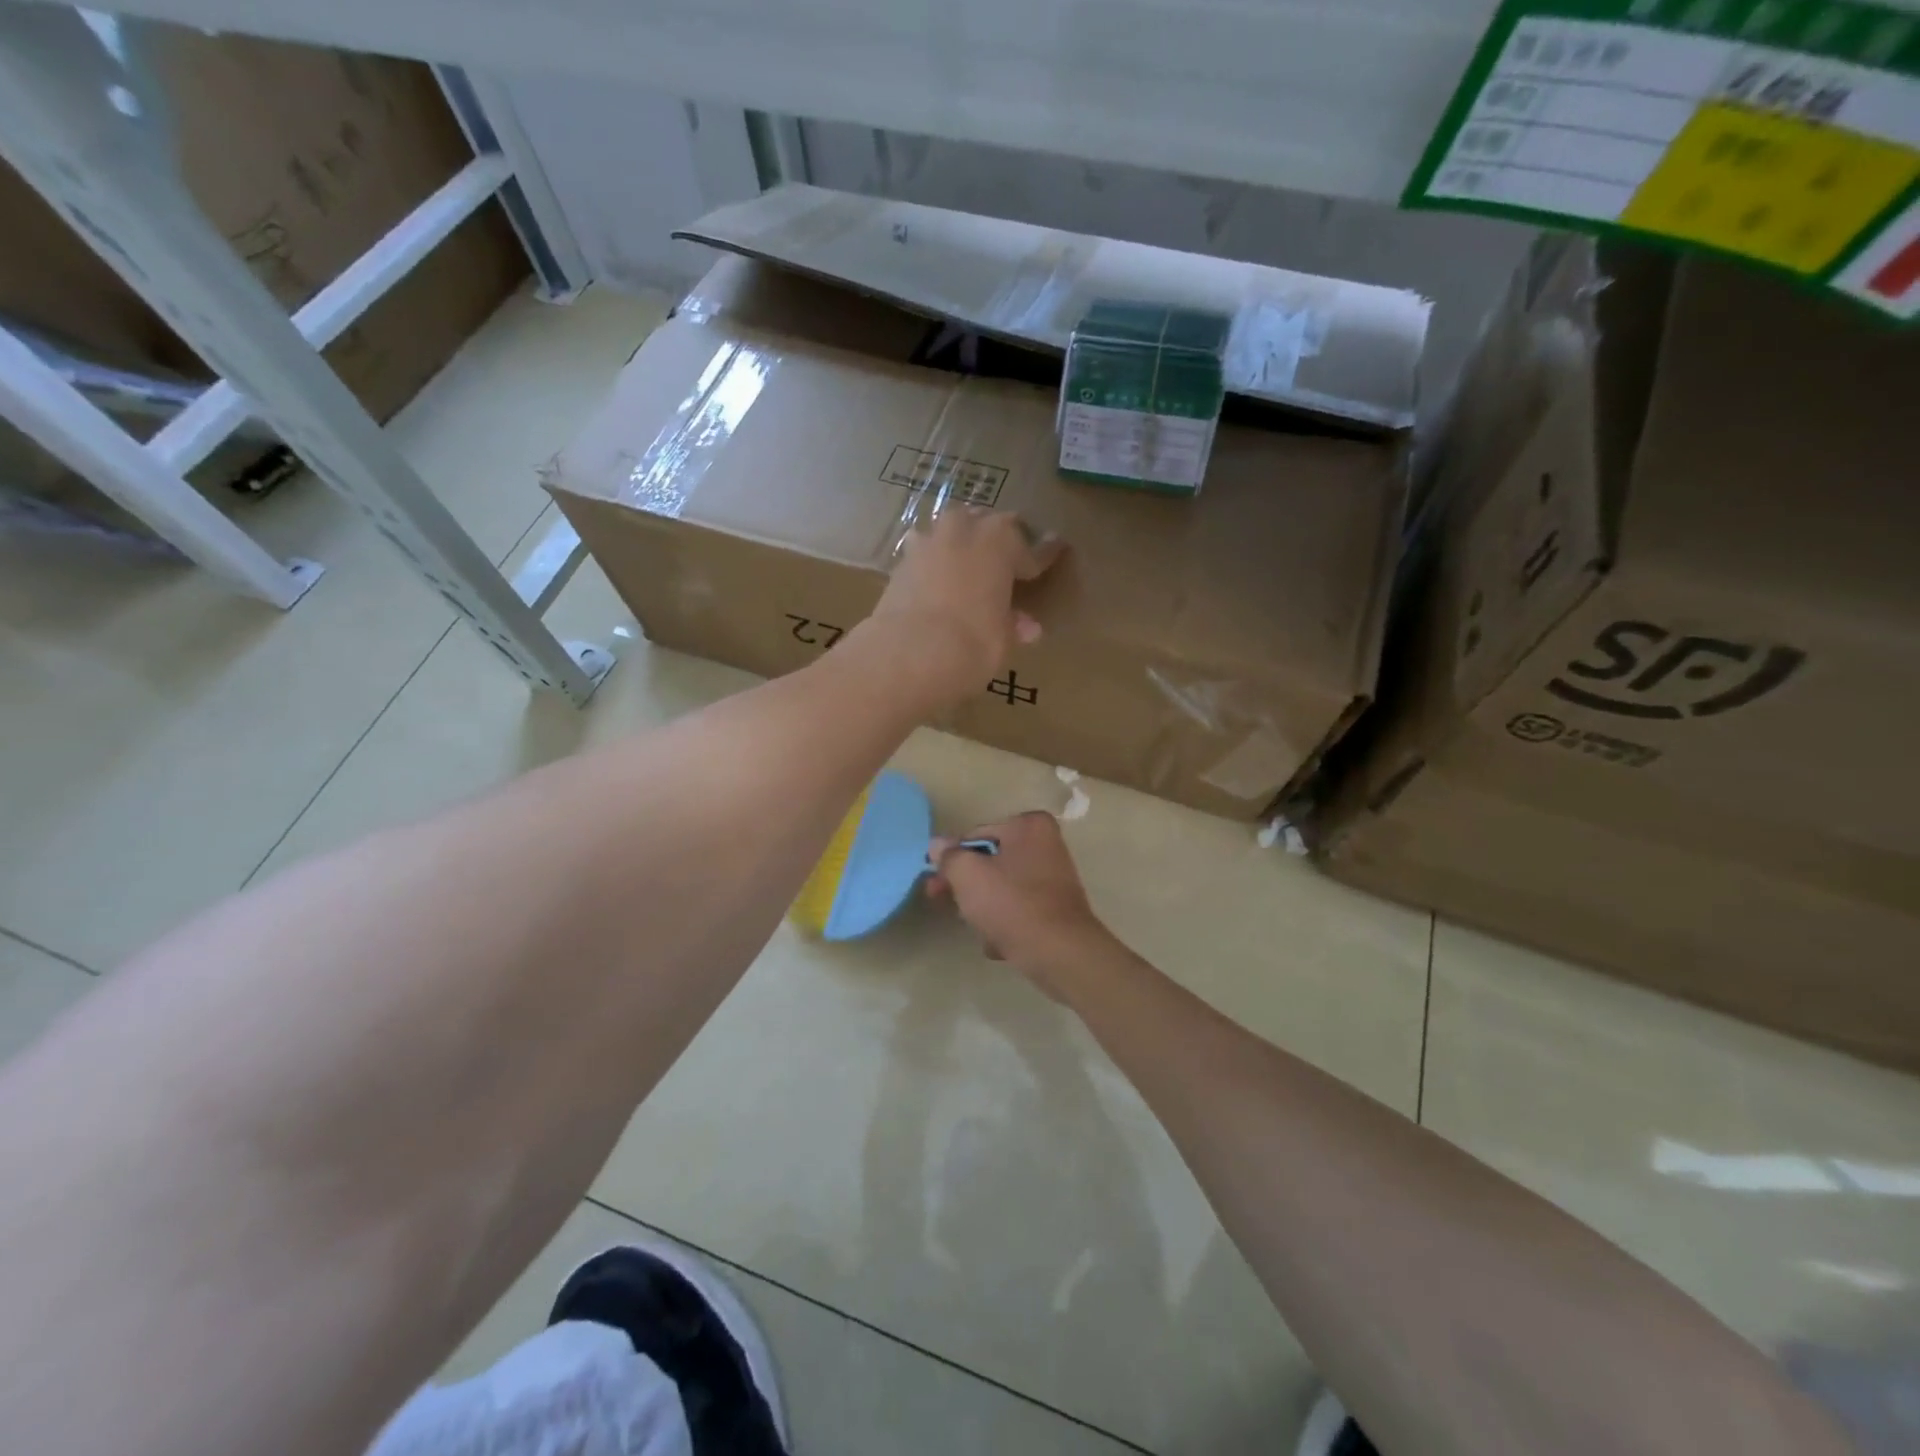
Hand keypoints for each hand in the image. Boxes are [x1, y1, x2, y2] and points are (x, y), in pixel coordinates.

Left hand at [863, 507, 1062, 711]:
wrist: (907, 654)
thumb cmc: (971, 643)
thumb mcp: (1002, 639)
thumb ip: (1013, 626)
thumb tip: (1026, 627)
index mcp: (1002, 541)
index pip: (1033, 549)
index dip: (1045, 555)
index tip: (1057, 550)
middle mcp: (965, 529)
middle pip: (988, 525)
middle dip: (999, 540)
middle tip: (1007, 560)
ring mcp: (928, 541)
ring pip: (953, 531)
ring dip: (962, 543)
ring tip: (968, 563)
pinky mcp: (899, 561)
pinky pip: (925, 553)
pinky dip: (934, 564)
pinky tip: (936, 579)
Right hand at [927, 811, 1114, 988]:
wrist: (1060, 954)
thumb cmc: (1012, 904)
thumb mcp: (968, 875)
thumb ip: (948, 857)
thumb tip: (937, 845)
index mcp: (1029, 826)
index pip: (976, 836)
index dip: (952, 860)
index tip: (935, 883)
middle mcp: (1046, 844)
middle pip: (989, 862)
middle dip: (965, 886)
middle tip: (940, 902)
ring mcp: (1054, 878)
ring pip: (1002, 888)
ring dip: (983, 908)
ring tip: (979, 929)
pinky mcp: (1056, 909)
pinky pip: (1019, 910)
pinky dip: (1006, 924)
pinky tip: (999, 943)